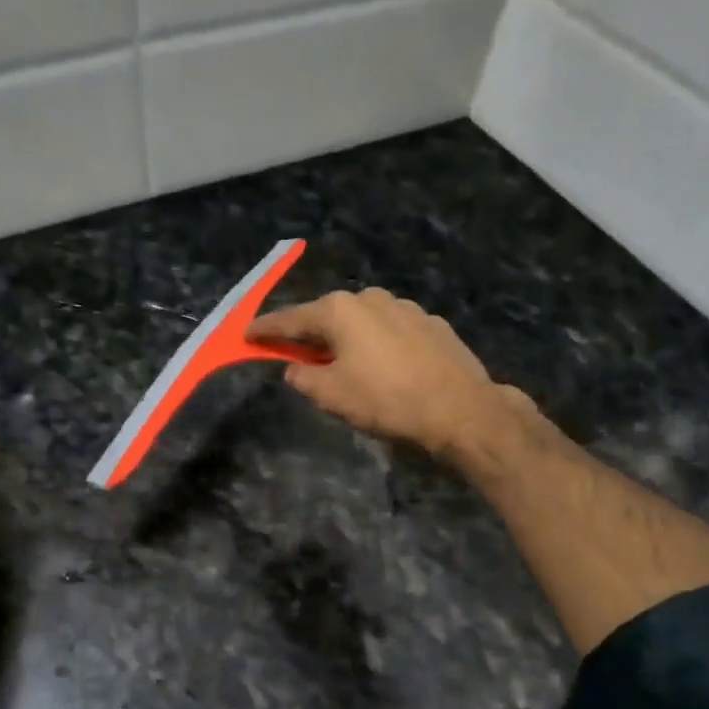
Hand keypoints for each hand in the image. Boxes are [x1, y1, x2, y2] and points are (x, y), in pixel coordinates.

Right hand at [247, 289, 517, 457]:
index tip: (247, 335)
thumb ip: (303, 377)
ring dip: (348, 339)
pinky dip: (379, 344)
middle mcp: (371, 298)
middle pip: (328, 316)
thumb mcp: (331, 395)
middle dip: (310, 334)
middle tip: (296, 354)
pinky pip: (392, 331)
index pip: (290, 319)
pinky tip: (386, 367)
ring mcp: (407, 308)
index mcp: (340, 310)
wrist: (461, 410)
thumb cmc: (386, 400)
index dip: (265, 330)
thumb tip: (296, 368)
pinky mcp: (433, 324)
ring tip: (346, 364)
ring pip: (363, 322)